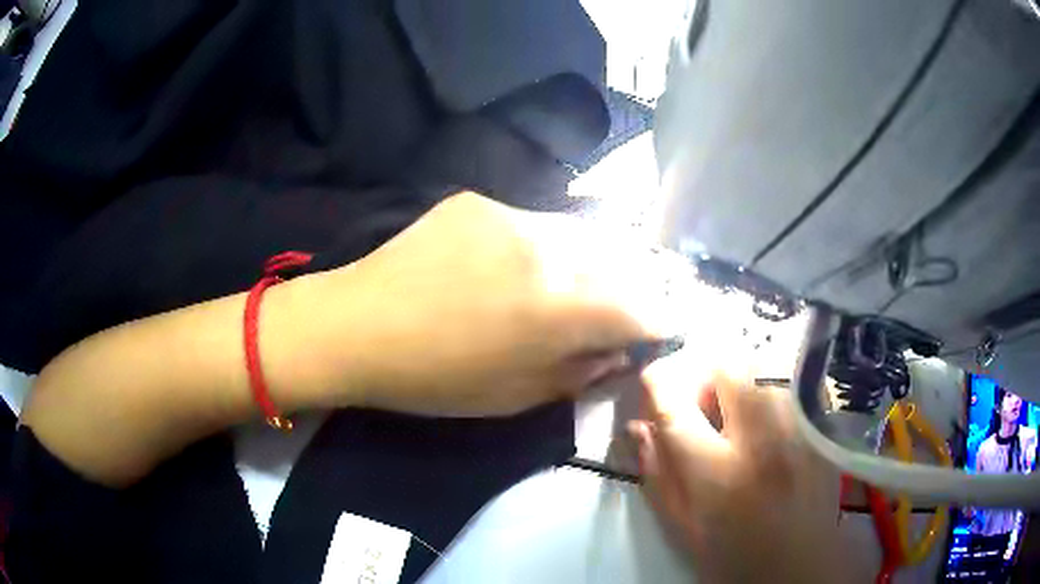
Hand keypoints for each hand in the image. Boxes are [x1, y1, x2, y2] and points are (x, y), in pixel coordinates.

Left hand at [314, 192, 659, 415]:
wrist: (357, 325)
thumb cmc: (435, 379)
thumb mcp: (517, 396)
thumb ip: (579, 371)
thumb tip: (614, 350)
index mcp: (559, 308)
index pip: (641, 307)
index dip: (658, 321)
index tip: (659, 329)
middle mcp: (548, 250)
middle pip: (618, 262)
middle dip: (630, 288)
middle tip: (619, 307)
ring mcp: (511, 215)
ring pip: (577, 236)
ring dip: (586, 264)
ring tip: (567, 286)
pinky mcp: (479, 201)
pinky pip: (530, 223)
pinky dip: (539, 248)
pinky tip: (509, 266)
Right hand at [628, 353, 856, 583]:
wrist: (801, 565)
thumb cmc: (735, 555)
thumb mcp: (682, 526)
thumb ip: (657, 472)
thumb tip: (638, 424)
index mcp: (718, 473)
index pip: (675, 401)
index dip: (656, 382)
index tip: (653, 388)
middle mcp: (764, 438)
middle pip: (727, 363)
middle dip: (702, 371)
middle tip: (699, 402)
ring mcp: (801, 425)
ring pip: (762, 363)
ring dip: (736, 377)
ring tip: (733, 411)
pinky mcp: (821, 422)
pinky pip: (787, 378)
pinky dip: (766, 384)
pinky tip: (765, 419)